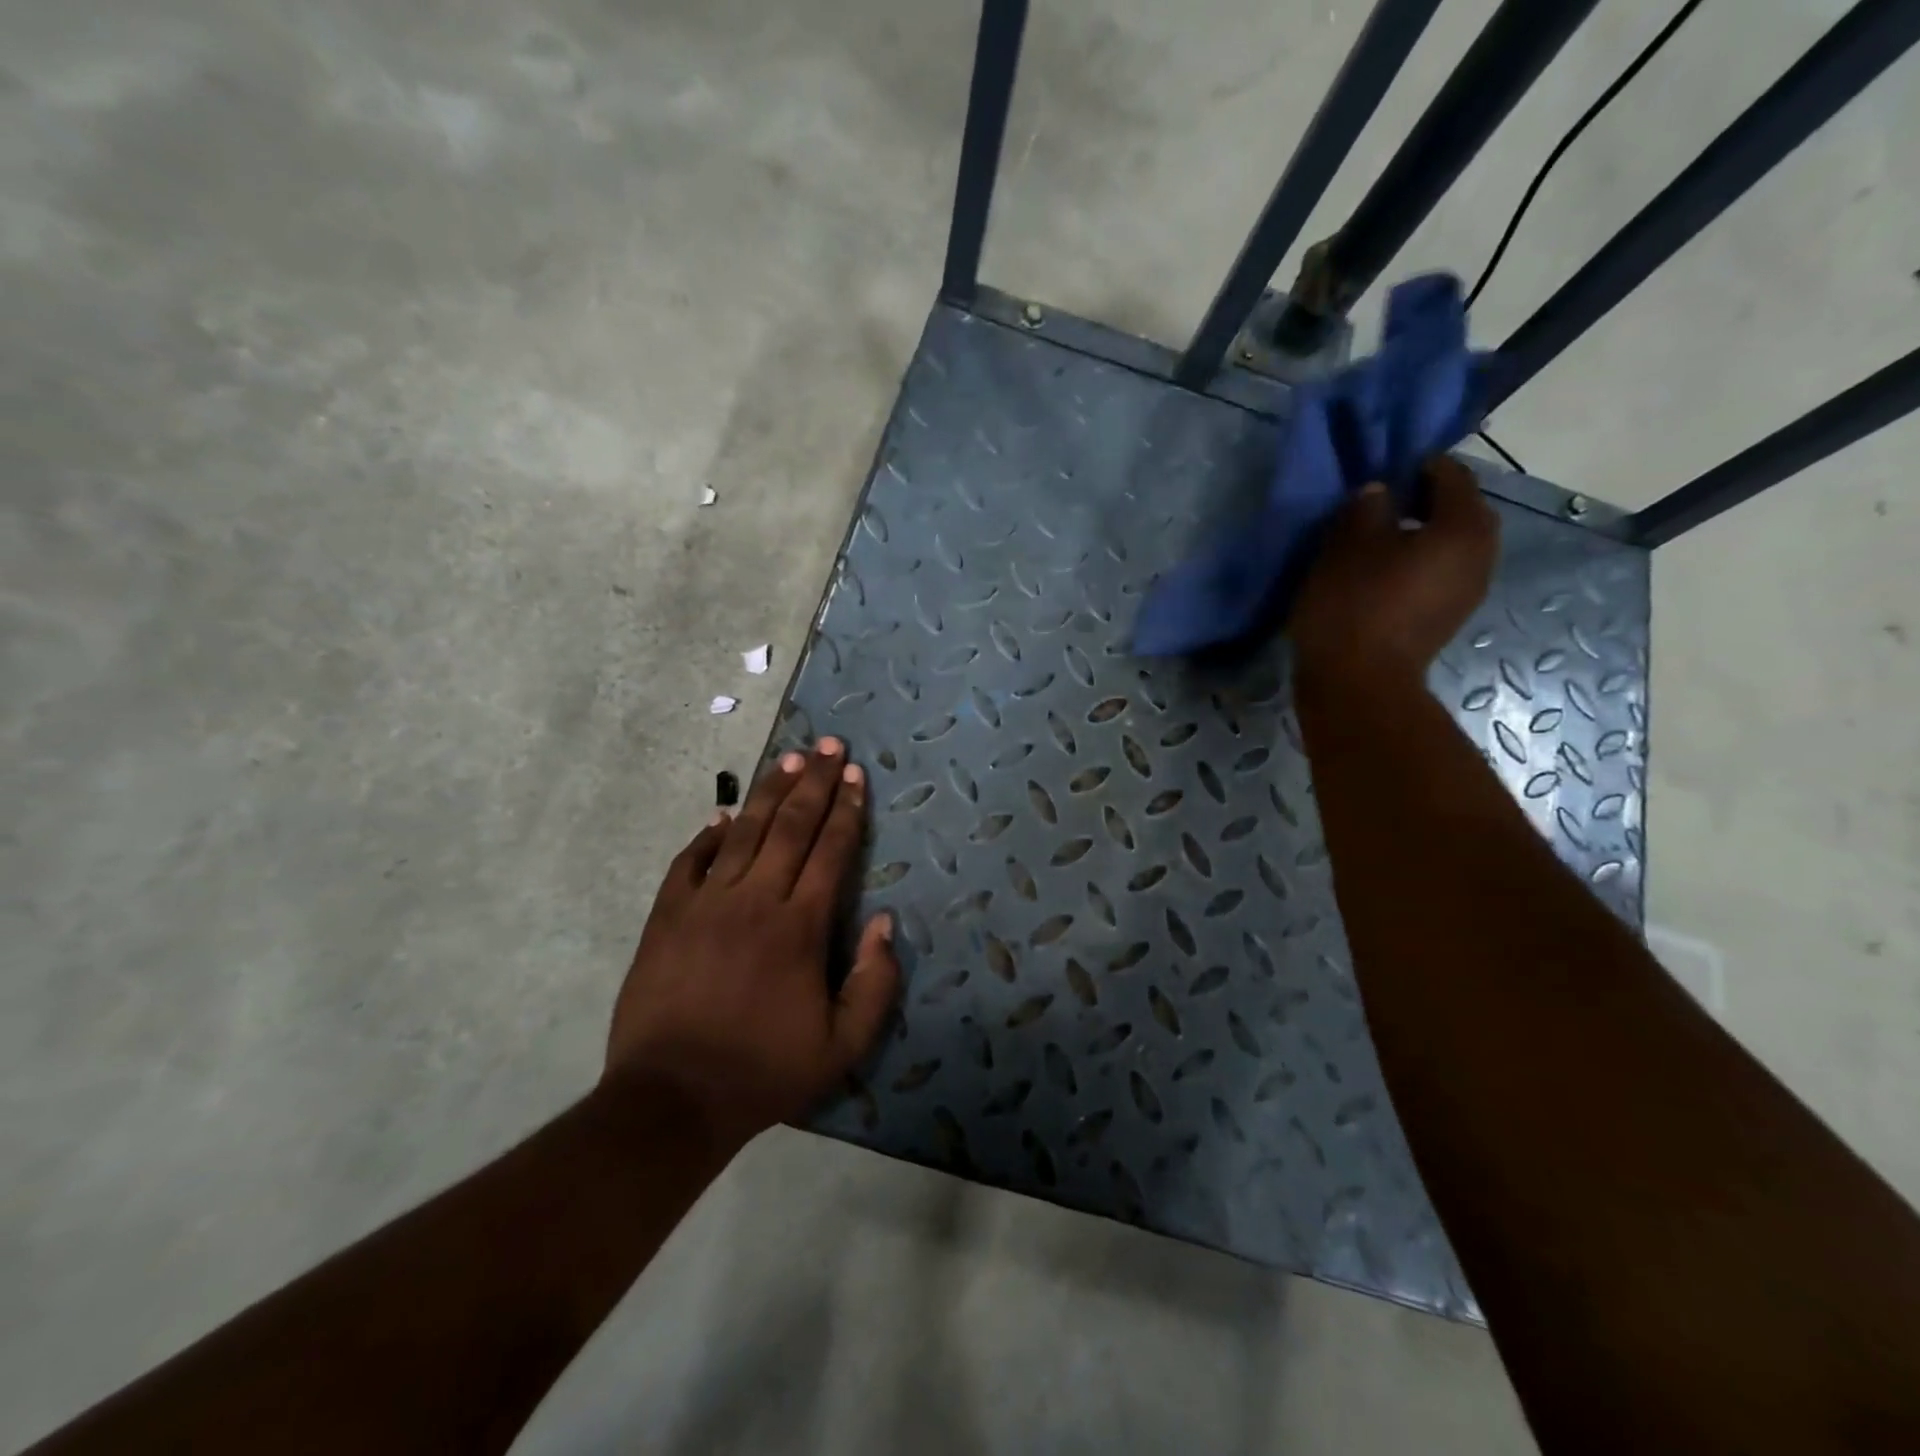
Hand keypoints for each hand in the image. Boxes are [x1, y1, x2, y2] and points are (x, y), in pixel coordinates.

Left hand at [605, 738, 900, 1151]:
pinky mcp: (666, 918)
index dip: (846, 809)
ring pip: (743, 833)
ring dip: (768, 793)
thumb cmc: (764, 1071)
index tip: (855, 775)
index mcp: (800, 927)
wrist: (672, 1100)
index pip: (830, 851)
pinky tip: (722, 815)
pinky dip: (708, 836)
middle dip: (813, 781)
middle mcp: (755, 900)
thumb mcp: (842, 1046)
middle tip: (828, 745)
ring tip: (786, 760)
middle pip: (790, 826)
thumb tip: (886, 922)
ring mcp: (705, 904)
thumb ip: (875, 983)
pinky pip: (689, 862)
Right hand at [1290, 454, 1498, 687]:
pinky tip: (1381, 574)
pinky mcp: (1448, 617)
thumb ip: (1367, 508)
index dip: (1417, 466)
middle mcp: (1481, 553)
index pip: (1452, 475)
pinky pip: (1439, 574)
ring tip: (1376, 542)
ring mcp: (1469, 590)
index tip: (1382, 472)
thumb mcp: (1347, 545)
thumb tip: (1380, 493)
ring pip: (1449, 545)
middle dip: (1423, 502)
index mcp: (1463, 526)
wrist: (1359, 683)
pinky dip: (1417, 565)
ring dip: (1419, 536)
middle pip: (1458, 511)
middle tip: (1379, 506)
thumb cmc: (1354, 605)